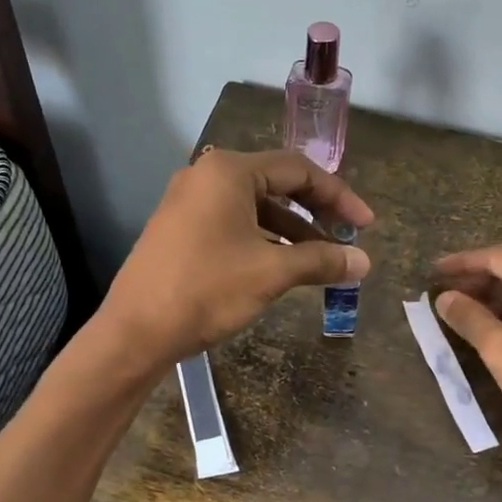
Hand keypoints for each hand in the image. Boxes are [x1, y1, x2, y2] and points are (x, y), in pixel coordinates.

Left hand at [98, 148, 373, 368]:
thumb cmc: (207, 290)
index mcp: (229, 171)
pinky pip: (232, 223)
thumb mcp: (271, 273)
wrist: (136, 331)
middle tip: (345, 239)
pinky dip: (262, 239)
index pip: (298, 170)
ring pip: (254, 207)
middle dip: (315, 212)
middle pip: (276, 184)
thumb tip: (363, 262)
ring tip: (319, 260)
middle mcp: (206, 176)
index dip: (339, 197)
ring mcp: (188, 202)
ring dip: (290, 230)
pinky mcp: (179, 228)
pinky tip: (281, 266)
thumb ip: (321, 261)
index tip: (365, 225)